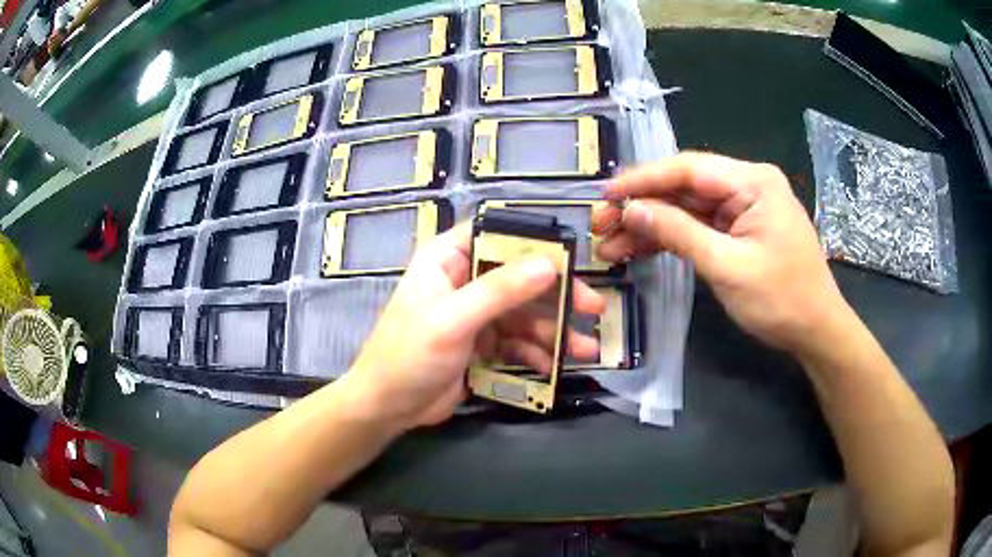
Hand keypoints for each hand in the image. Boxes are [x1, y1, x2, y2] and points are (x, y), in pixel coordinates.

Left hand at [347, 223, 604, 429]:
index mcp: (448, 258)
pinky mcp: (482, 344)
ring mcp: (476, 314)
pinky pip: (518, 342)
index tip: (572, 257)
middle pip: (520, 277)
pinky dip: (537, 353)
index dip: (534, 242)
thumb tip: (549, 264)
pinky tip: (555, 366)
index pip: (496, 235)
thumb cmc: (408, 355)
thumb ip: (499, 291)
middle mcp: (465, 280)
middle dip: (557, 295)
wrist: (387, 408)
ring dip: (554, 331)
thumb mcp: (452, 319)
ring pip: (524, 313)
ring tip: (585, 350)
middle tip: (593, 309)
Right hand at [592, 152, 848, 354]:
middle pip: (684, 187)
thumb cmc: (781, 299)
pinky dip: (670, 239)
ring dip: (650, 225)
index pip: (688, 168)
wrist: (815, 331)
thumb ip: (679, 233)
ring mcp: (742, 208)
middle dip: (641, 206)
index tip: (605, 196)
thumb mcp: (727, 267)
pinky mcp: (738, 230)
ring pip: (686, 208)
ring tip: (611, 246)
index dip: (643, 180)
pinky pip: (698, 226)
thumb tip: (632, 210)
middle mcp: (746, 185)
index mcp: (752, 182)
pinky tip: (639, 250)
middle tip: (601, 226)